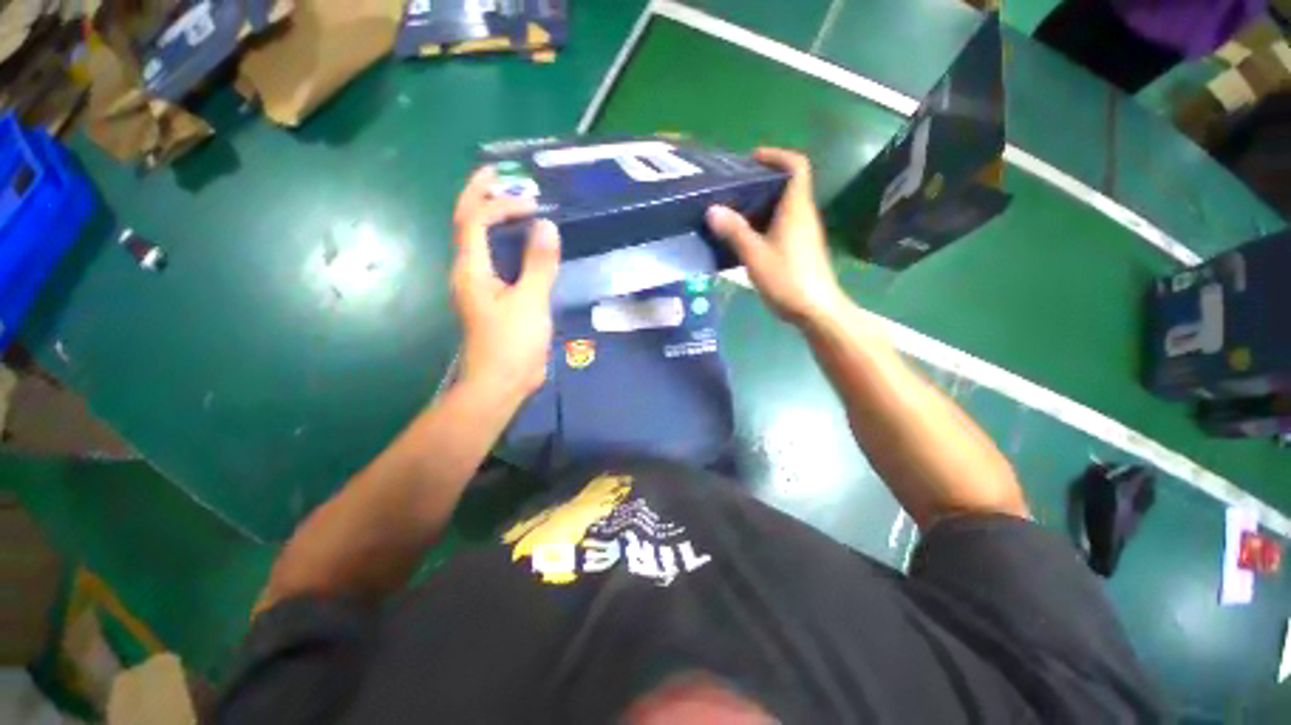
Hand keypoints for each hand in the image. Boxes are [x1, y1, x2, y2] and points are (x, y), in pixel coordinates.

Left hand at [451, 166, 559, 399]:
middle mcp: (469, 271)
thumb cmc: (511, 343)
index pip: (473, 220)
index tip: (529, 202)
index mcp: (470, 269)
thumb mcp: (530, 302)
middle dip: (481, 196)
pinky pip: (497, 260)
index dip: (496, 202)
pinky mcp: (495, 298)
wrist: (501, 382)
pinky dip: (507, 242)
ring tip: (515, 202)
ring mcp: (481, 285)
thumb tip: (546, 226)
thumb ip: (539, 264)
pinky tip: (524, 241)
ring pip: (481, 242)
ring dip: (494, 217)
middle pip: (467, 224)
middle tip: (501, 176)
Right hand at [706, 148, 847, 326]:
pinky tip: (745, 238)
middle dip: (762, 181)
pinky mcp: (800, 249)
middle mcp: (803, 215)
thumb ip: (734, 231)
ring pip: (783, 207)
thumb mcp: (755, 255)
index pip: (796, 166)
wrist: (816, 311)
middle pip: (787, 185)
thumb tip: (712, 209)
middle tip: (733, 189)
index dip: (776, 156)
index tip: (751, 160)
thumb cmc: (787, 279)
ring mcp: (804, 233)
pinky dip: (764, 223)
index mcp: (796, 208)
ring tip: (733, 212)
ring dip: (761, 204)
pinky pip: (782, 225)